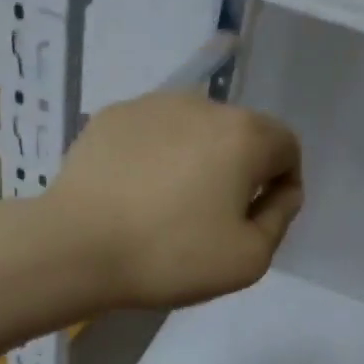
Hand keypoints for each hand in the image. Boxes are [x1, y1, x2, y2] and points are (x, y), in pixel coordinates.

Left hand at [44, 92, 302, 309]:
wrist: (76, 247)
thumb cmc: (171, 256)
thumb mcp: (249, 259)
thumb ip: (279, 219)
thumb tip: (283, 191)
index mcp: (244, 135)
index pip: (287, 146)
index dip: (283, 183)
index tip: (259, 219)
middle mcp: (202, 105)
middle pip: (241, 135)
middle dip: (240, 171)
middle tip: (214, 218)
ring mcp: (152, 105)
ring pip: (195, 131)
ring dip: (198, 160)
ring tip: (170, 205)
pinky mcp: (112, 116)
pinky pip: (153, 134)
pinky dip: (157, 157)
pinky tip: (136, 193)